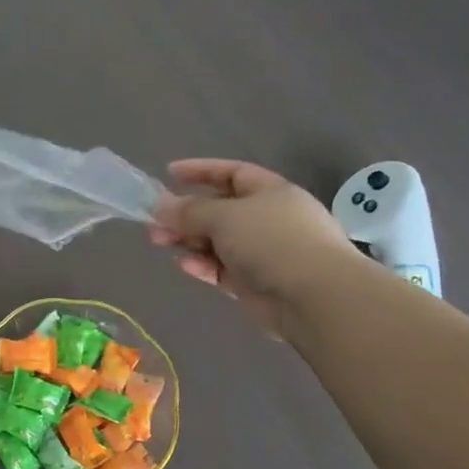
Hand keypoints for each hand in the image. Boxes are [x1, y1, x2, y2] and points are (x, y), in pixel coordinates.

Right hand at [151, 159, 370, 338]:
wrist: (314, 297)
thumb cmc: (273, 241)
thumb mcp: (225, 216)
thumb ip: (189, 210)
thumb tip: (162, 206)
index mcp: (270, 192)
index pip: (232, 173)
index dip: (201, 171)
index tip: (169, 173)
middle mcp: (267, 219)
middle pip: (219, 210)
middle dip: (185, 213)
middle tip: (155, 221)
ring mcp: (262, 252)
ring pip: (216, 241)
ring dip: (187, 239)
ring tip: (159, 242)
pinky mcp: (254, 282)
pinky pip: (221, 268)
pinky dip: (202, 264)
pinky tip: (185, 265)